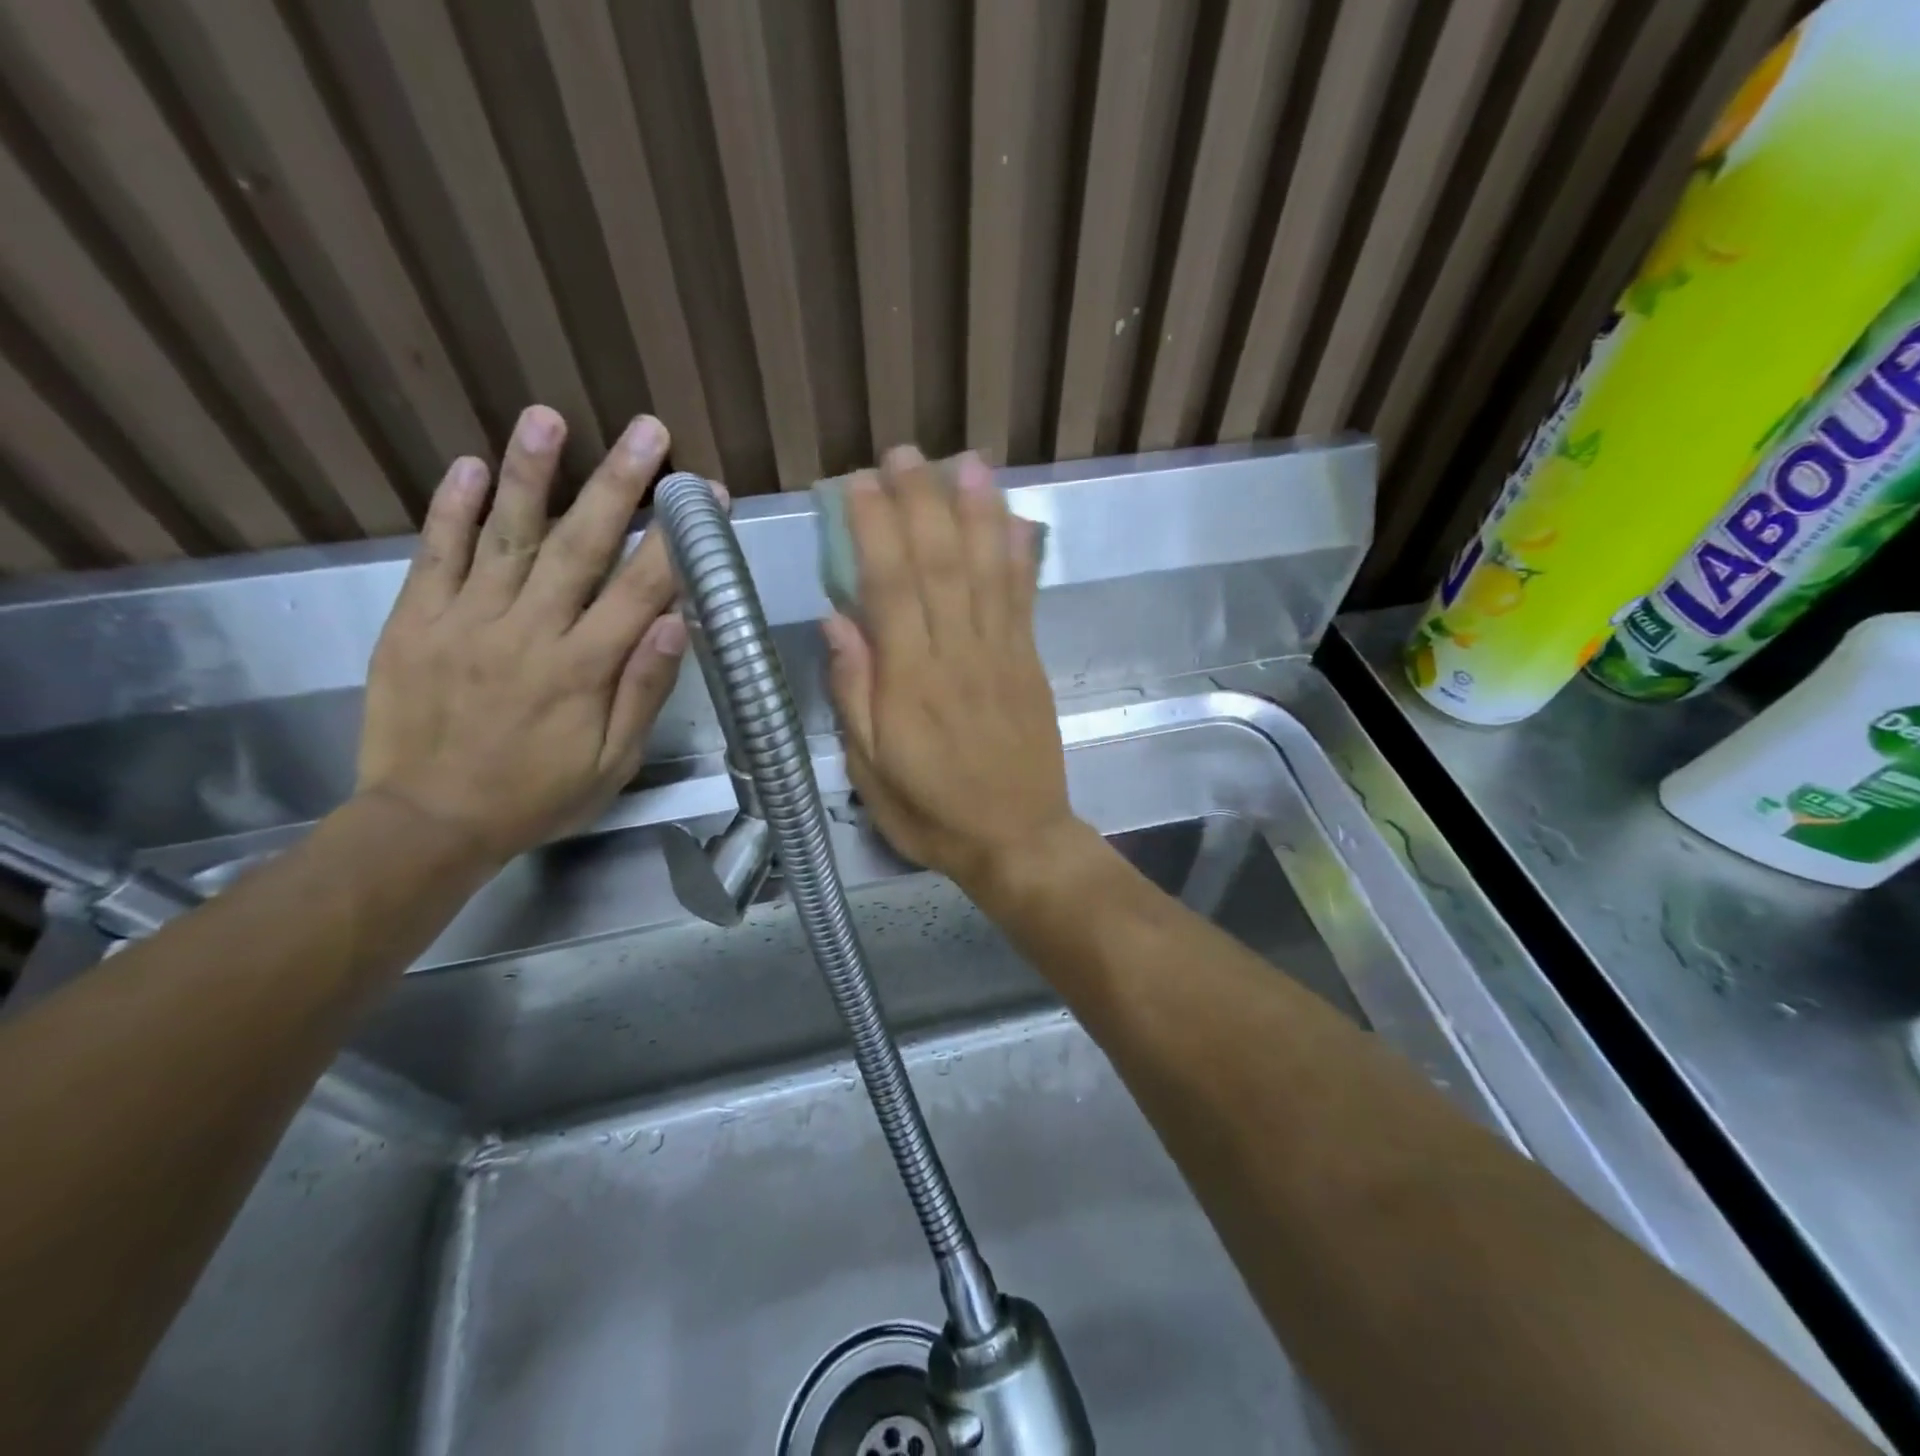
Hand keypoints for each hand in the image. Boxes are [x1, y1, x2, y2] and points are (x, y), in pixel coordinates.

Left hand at [357, 406, 721, 865]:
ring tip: (546, 417)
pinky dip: (451, 511)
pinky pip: (435, 556)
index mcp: (584, 668)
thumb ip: (644, 691)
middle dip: (618, 483)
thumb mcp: (612, 762)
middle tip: (646, 430)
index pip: (642, 589)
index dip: (678, 539)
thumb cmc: (537, 796)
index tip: (705, 497)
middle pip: (580, 545)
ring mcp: (466, 620)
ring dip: (530, 474)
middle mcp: (529, 631)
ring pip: (506, 536)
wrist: (427, 821)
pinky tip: (467, 467)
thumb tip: (678, 624)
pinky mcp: (415, 622)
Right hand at [824, 446, 1084, 897]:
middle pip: (940, 565)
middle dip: (922, 503)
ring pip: (987, 571)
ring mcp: (1002, 655)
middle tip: (905, 453)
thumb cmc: (933, 812)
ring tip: (966, 463)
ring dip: (976, 512)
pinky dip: (1019, 557)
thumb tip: (836, 621)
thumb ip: (855, 694)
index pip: (890, 588)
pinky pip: (1023, 601)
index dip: (876, 530)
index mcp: (911, 683)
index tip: (860, 484)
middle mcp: (958, 656)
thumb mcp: (871, 771)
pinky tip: (1013, 519)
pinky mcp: (1030, 664)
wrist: (1017, 839)